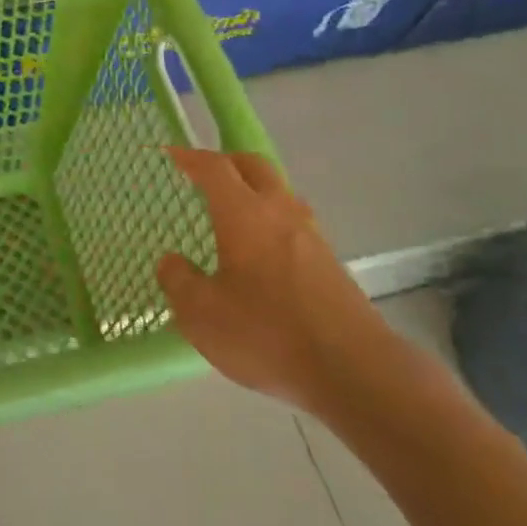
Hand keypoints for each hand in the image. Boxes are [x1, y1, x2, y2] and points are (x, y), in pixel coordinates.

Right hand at [156, 148, 397, 421]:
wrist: (355, 371)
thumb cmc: (268, 334)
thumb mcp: (202, 314)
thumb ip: (179, 281)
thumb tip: (171, 261)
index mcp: (244, 214)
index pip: (214, 168)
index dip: (190, 157)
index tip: (171, 154)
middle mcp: (280, 213)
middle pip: (254, 167)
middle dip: (227, 161)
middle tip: (204, 173)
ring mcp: (312, 236)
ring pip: (280, 193)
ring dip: (255, 189)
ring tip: (234, 210)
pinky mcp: (331, 263)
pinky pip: (295, 222)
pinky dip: (273, 219)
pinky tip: (263, 251)